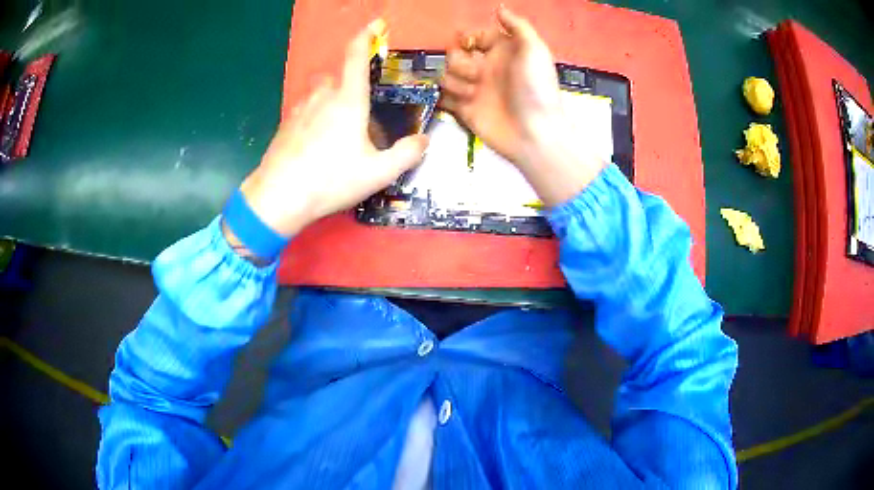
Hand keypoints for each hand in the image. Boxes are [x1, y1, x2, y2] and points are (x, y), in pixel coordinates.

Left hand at [238, 20, 428, 236]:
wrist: (278, 197)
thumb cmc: (330, 180)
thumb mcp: (378, 173)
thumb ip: (407, 154)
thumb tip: (424, 140)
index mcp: (348, 101)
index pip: (356, 57)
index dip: (366, 36)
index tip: (375, 24)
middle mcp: (321, 98)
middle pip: (335, 77)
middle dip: (347, 85)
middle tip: (357, 113)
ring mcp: (298, 110)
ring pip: (317, 95)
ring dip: (329, 103)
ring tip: (336, 132)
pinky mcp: (284, 126)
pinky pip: (303, 112)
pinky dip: (313, 119)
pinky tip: (315, 145)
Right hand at [441, 6, 604, 205]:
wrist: (534, 133)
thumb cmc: (537, 89)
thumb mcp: (535, 50)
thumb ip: (518, 26)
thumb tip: (500, 8)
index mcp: (502, 53)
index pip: (476, 36)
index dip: (469, 37)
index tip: (470, 43)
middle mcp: (486, 68)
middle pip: (455, 53)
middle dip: (460, 60)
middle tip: (477, 74)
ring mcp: (474, 89)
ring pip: (446, 74)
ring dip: (456, 80)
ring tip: (474, 93)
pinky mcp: (464, 109)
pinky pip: (444, 97)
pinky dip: (449, 98)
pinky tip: (463, 103)